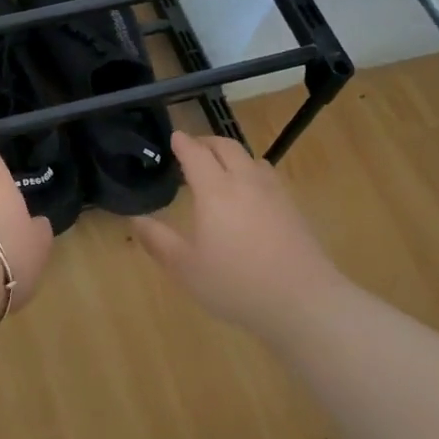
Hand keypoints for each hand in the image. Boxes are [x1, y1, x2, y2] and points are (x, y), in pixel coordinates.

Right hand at [134, 132, 345, 336]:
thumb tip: (136, 219)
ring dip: (232, 156)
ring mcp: (274, 193)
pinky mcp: (293, 208)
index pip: (196, 154)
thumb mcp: (185, 268)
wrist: (302, 301)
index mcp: (215, 191)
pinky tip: (250, 195)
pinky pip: (268, 177)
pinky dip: (252, 173)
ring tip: (222, 169)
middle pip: (226, 147)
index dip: (183, 143)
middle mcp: (245, 182)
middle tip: (193, 148)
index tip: (174, 137)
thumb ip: (158, 241)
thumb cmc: (236, 283)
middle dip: (207, 142)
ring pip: (251, 159)